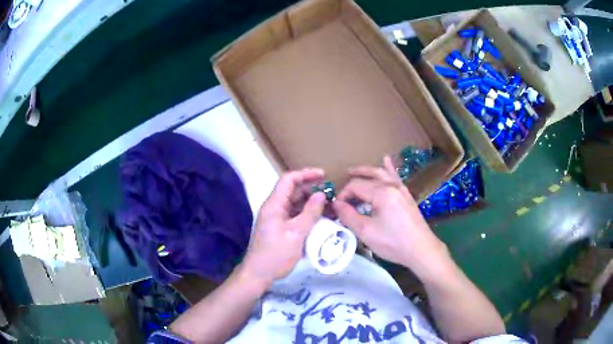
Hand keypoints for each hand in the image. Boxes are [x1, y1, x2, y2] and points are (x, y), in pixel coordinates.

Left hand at [240, 169, 326, 288]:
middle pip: (293, 191)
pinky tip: (320, 220)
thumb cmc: (276, 253)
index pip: (289, 179)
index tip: (324, 176)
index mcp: (274, 204)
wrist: (259, 274)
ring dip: (311, 204)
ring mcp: (276, 218)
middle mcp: (274, 207)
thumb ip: (310, 213)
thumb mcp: (296, 233)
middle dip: (312, 190)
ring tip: (330, 208)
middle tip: (331, 195)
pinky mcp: (280, 228)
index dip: (306, 174)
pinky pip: (295, 216)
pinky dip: (307, 215)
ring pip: (296, 204)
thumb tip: (321, 195)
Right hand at [333, 156, 449, 276]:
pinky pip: (395, 177)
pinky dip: (388, 168)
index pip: (355, 186)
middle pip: (367, 178)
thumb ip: (348, 215)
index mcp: (381, 192)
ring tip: (353, 171)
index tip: (337, 209)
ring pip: (381, 173)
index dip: (343, 195)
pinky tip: (386, 159)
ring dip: (366, 171)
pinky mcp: (406, 195)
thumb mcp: (366, 232)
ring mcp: (401, 189)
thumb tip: (336, 203)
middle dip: (351, 183)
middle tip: (339, 189)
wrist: (421, 249)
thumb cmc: (393, 242)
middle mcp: (391, 185)